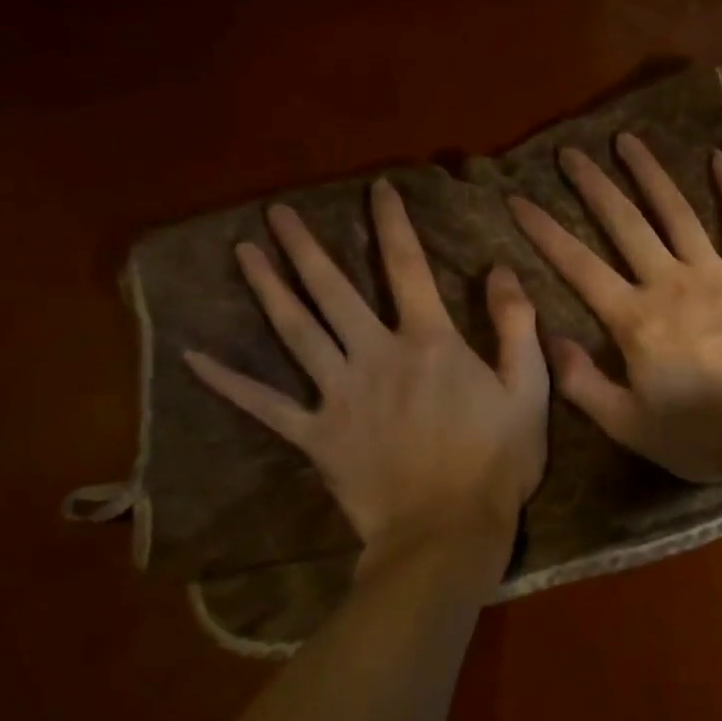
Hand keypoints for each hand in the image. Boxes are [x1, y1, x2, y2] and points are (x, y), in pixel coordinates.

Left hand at [185, 178, 549, 584]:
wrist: (447, 532)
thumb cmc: (496, 460)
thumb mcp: (529, 388)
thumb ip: (516, 324)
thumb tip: (501, 269)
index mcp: (428, 341)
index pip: (408, 267)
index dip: (393, 223)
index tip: (377, 188)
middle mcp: (375, 355)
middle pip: (333, 290)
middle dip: (305, 247)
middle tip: (276, 212)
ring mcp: (339, 394)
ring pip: (295, 331)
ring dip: (267, 289)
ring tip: (243, 252)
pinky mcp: (316, 435)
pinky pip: (264, 405)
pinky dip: (228, 381)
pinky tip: (193, 357)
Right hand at [509, 134, 721, 482]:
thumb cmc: (701, 434)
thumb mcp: (627, 425)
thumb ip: (582, 382)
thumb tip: (548, 339)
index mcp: (634, 318)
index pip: (578, 265)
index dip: (545, 231)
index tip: (518, 199)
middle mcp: (668, 282)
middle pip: (624, 223)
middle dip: (592, 185)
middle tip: (570, 152)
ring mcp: (716, 273)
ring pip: (676, 212)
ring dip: (649, 173)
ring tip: (627, 140)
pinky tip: (720, 158)